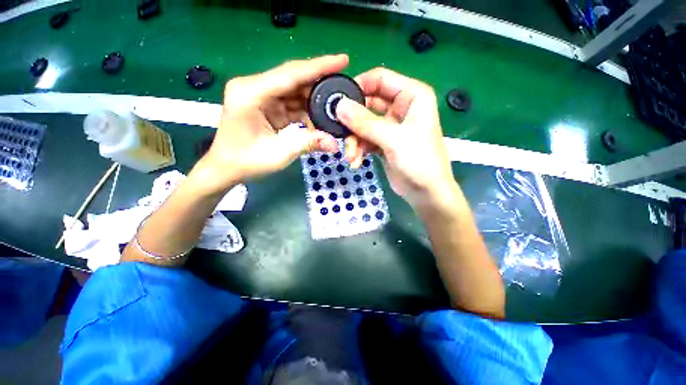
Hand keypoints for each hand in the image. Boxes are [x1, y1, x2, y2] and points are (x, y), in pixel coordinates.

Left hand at [197, 55, 348, 192]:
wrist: (226, 168)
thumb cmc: (246, 162)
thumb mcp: (279, 154)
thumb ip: (308, 143)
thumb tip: (335, 144)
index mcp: (251, 93)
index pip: (291, 74)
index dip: (319, 67)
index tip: (343, 60)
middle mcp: (255, 87)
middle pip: (294, 78)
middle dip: (320, 83)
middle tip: (343, 86)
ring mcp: (260, 95)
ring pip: (294, 90)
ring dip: (315, 99)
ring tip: (335, 105)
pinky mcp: (266, 105)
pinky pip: (291, 102)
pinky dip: (306, 110)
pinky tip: (319, 118)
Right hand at [336, 68, 456, 208]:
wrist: (425, 192)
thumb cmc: (419, 161)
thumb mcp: (392, 139)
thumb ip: (365, 122)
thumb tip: (339, 106)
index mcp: (411, 95)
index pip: (379, 79)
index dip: (358, 87)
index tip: (339, 102)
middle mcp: (400, 107)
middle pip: (367, 104)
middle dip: (353, 122)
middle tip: (341, 134)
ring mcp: (390, 126)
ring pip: (363, 125)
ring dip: (355, 141)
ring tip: (351, 156)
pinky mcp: (383, 142)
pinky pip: (365, 140)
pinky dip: (359, 150)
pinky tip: (356, 162)